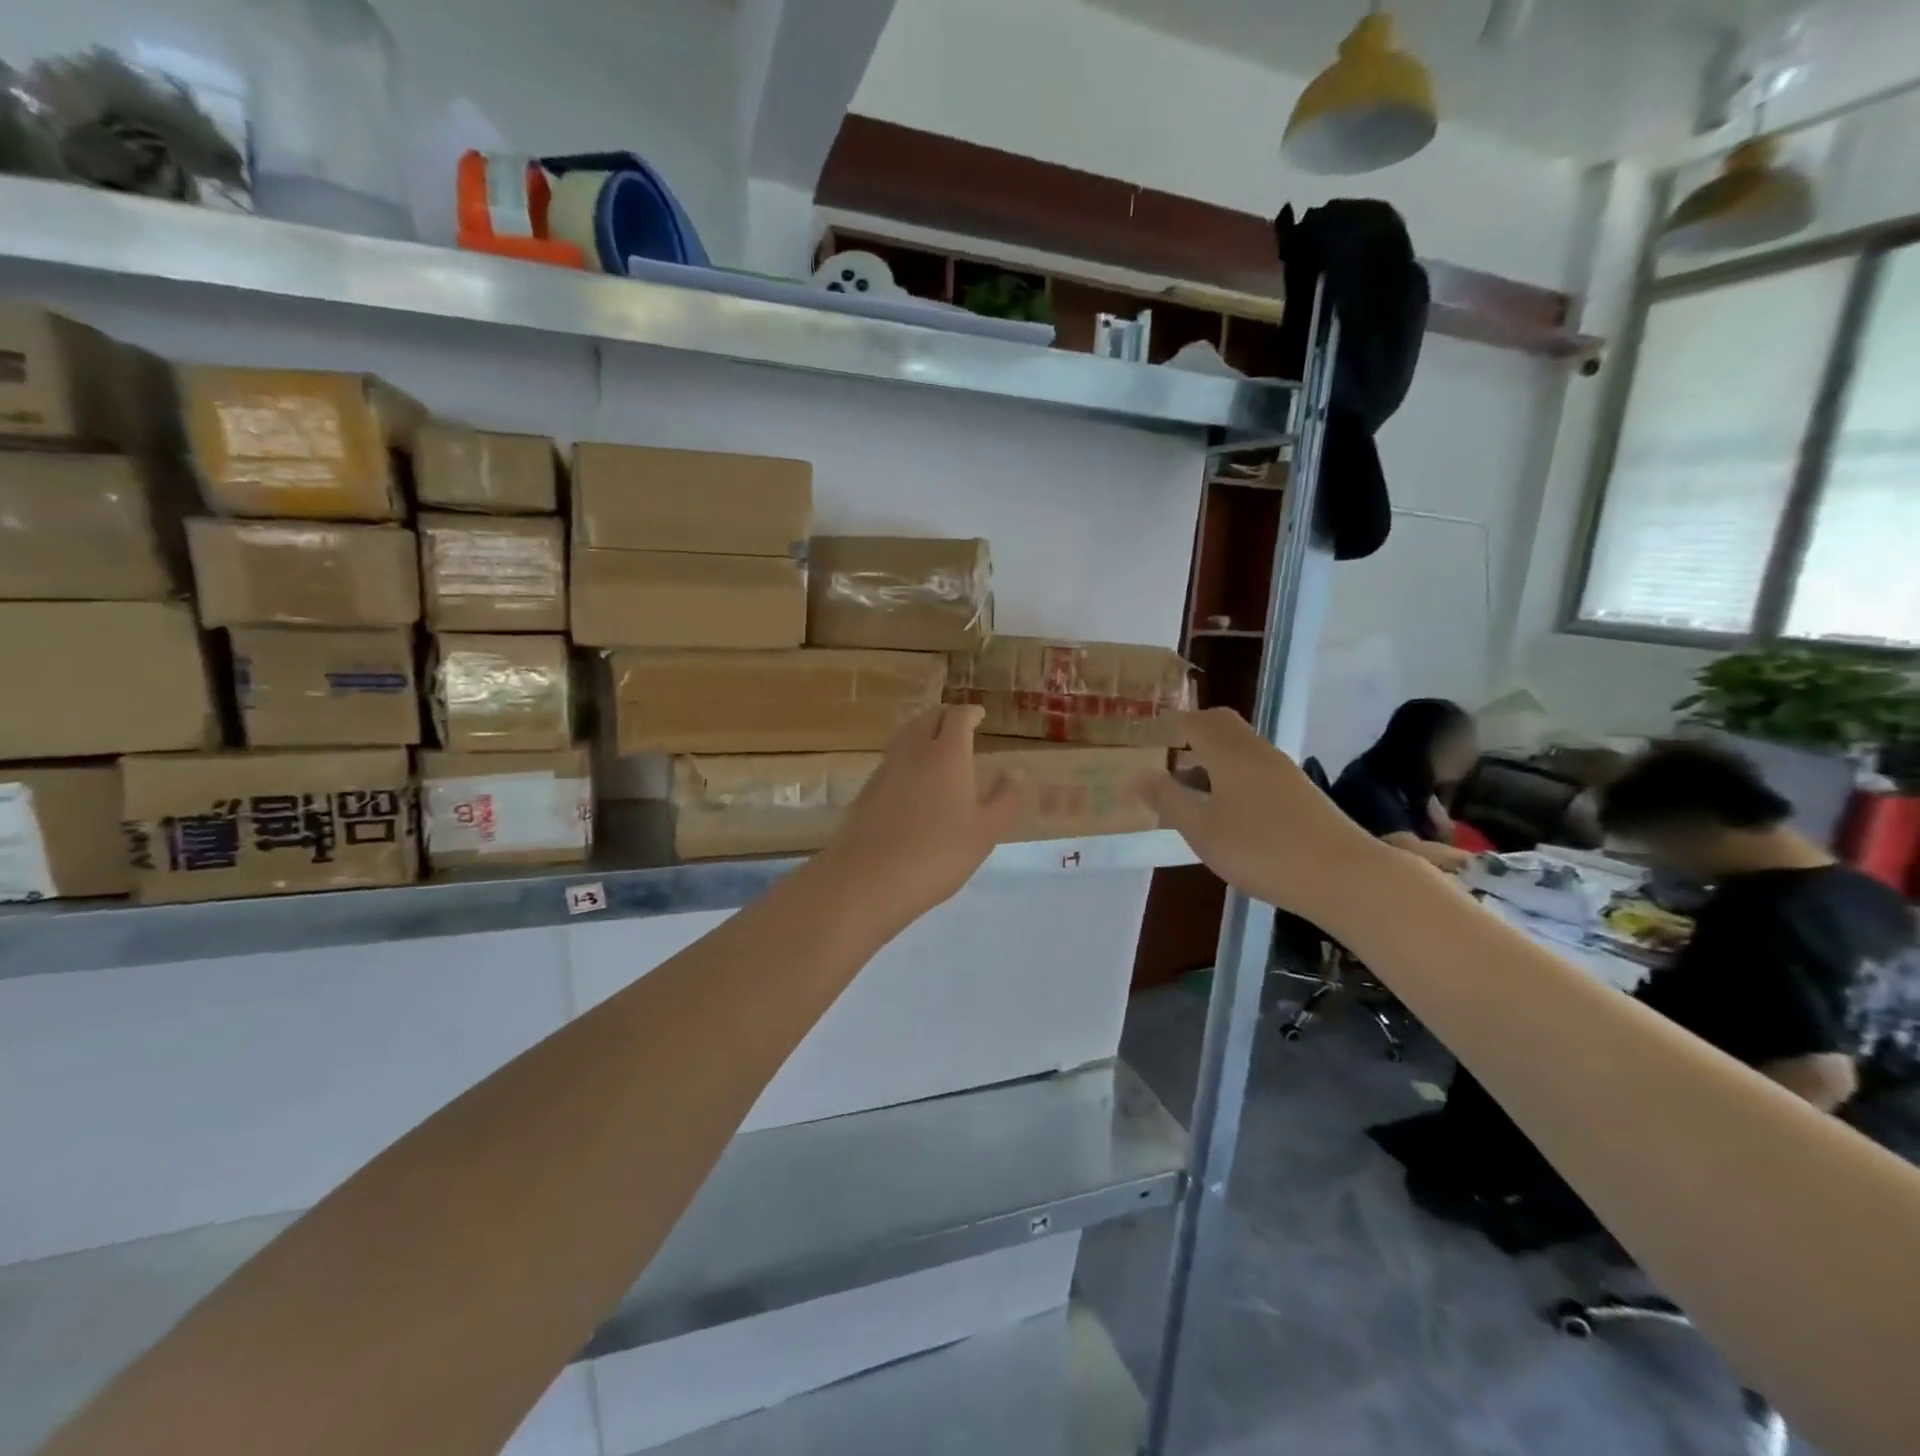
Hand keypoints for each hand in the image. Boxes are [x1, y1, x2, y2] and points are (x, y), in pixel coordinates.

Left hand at [815, 705, 1024, 933]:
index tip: (979, 715)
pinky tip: (912, 778)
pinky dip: (907, 755)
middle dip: (945, 716)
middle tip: (959, 725)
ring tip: (935, 745)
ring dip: (923, 731)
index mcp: (947, 754)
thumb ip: (1004, 800)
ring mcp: (885, 769)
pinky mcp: (867, 790)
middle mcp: (913, 752)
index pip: (958, 717)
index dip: (970, 713)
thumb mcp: (985, 832)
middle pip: (928, 718)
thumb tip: (1014, 773)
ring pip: (905, 735)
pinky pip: (892, 758)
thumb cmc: (937, 853)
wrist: (868, 878)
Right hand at [1132, 708, 1384, 917]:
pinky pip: (1254, 765)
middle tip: (1165, 754)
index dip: (1166, 724)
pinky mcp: (1299, 790)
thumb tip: (1135, 775)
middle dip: (1191, 732)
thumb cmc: (1261, 850)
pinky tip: (1225, 808)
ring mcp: (1282, 769)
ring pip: (1239, 746)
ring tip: (1188, 789)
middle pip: (1220, 724)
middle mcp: (1257, 751)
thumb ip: (1167, 799)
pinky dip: (1230, 772)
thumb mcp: (1202, 830)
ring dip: (1211, 756)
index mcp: (1229, 753)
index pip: (1193, 721)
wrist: (1344, 875)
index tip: (1143, 735)